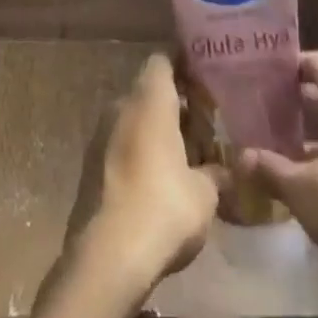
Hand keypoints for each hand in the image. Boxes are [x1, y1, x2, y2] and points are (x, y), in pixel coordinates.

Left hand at [66, 54, 221, 296]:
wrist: (106, 257)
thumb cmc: (163, 208)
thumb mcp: (205, 193)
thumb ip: (216, 172)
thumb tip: (227, 169)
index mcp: (149, 100)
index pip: (163, 60)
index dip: (184, 64)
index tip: (206, 77)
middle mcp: (121, 107)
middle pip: (150, 92)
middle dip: (176, 105)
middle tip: (207, 124)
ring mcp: (100, 136)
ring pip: (135, 120)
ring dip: (158, 132)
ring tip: (190, 156)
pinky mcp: (90, 166)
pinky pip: (122, 145)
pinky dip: (142, 153)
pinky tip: (163, 181)